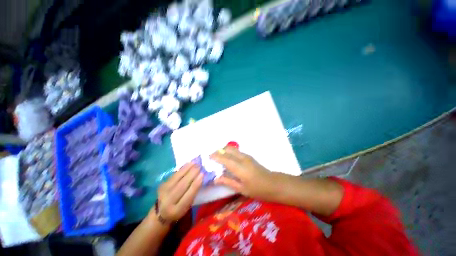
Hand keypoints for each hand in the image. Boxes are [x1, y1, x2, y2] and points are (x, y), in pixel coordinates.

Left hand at [154, 163, 202, 221]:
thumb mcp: (187, 206)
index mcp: (177, 210)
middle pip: (182, 186)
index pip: (188, 196)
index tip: (202, 175)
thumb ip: (193, 194)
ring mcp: (163, 192)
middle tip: (200, 166)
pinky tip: (188, 164)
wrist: (161, 212)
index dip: (195, 185)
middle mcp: (168, 202)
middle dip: (192, 174)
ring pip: (177, 178)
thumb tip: (201, 178)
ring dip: (187, 169)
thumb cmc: (179, 209)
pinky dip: (182, 169)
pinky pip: (174, 175)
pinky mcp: (162, 184)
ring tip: (195, 163)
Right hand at [211, 147, 275, 200]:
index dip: (216, 156)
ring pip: (232, 149)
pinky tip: (227, 159)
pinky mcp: (248, 156)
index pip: (225, 159)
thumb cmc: (257, 189)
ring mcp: (246, 156)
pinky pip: (236, 151)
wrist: (272, 183)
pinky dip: (229, 152)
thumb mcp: (241, 189)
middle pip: (228, 149)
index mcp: (240, 167)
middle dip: (219, 151)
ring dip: (224, 151)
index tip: (208, 156)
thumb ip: (228, 182)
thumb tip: (216, 179)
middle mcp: (242, 158)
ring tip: (219, 158)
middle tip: (213, 157)